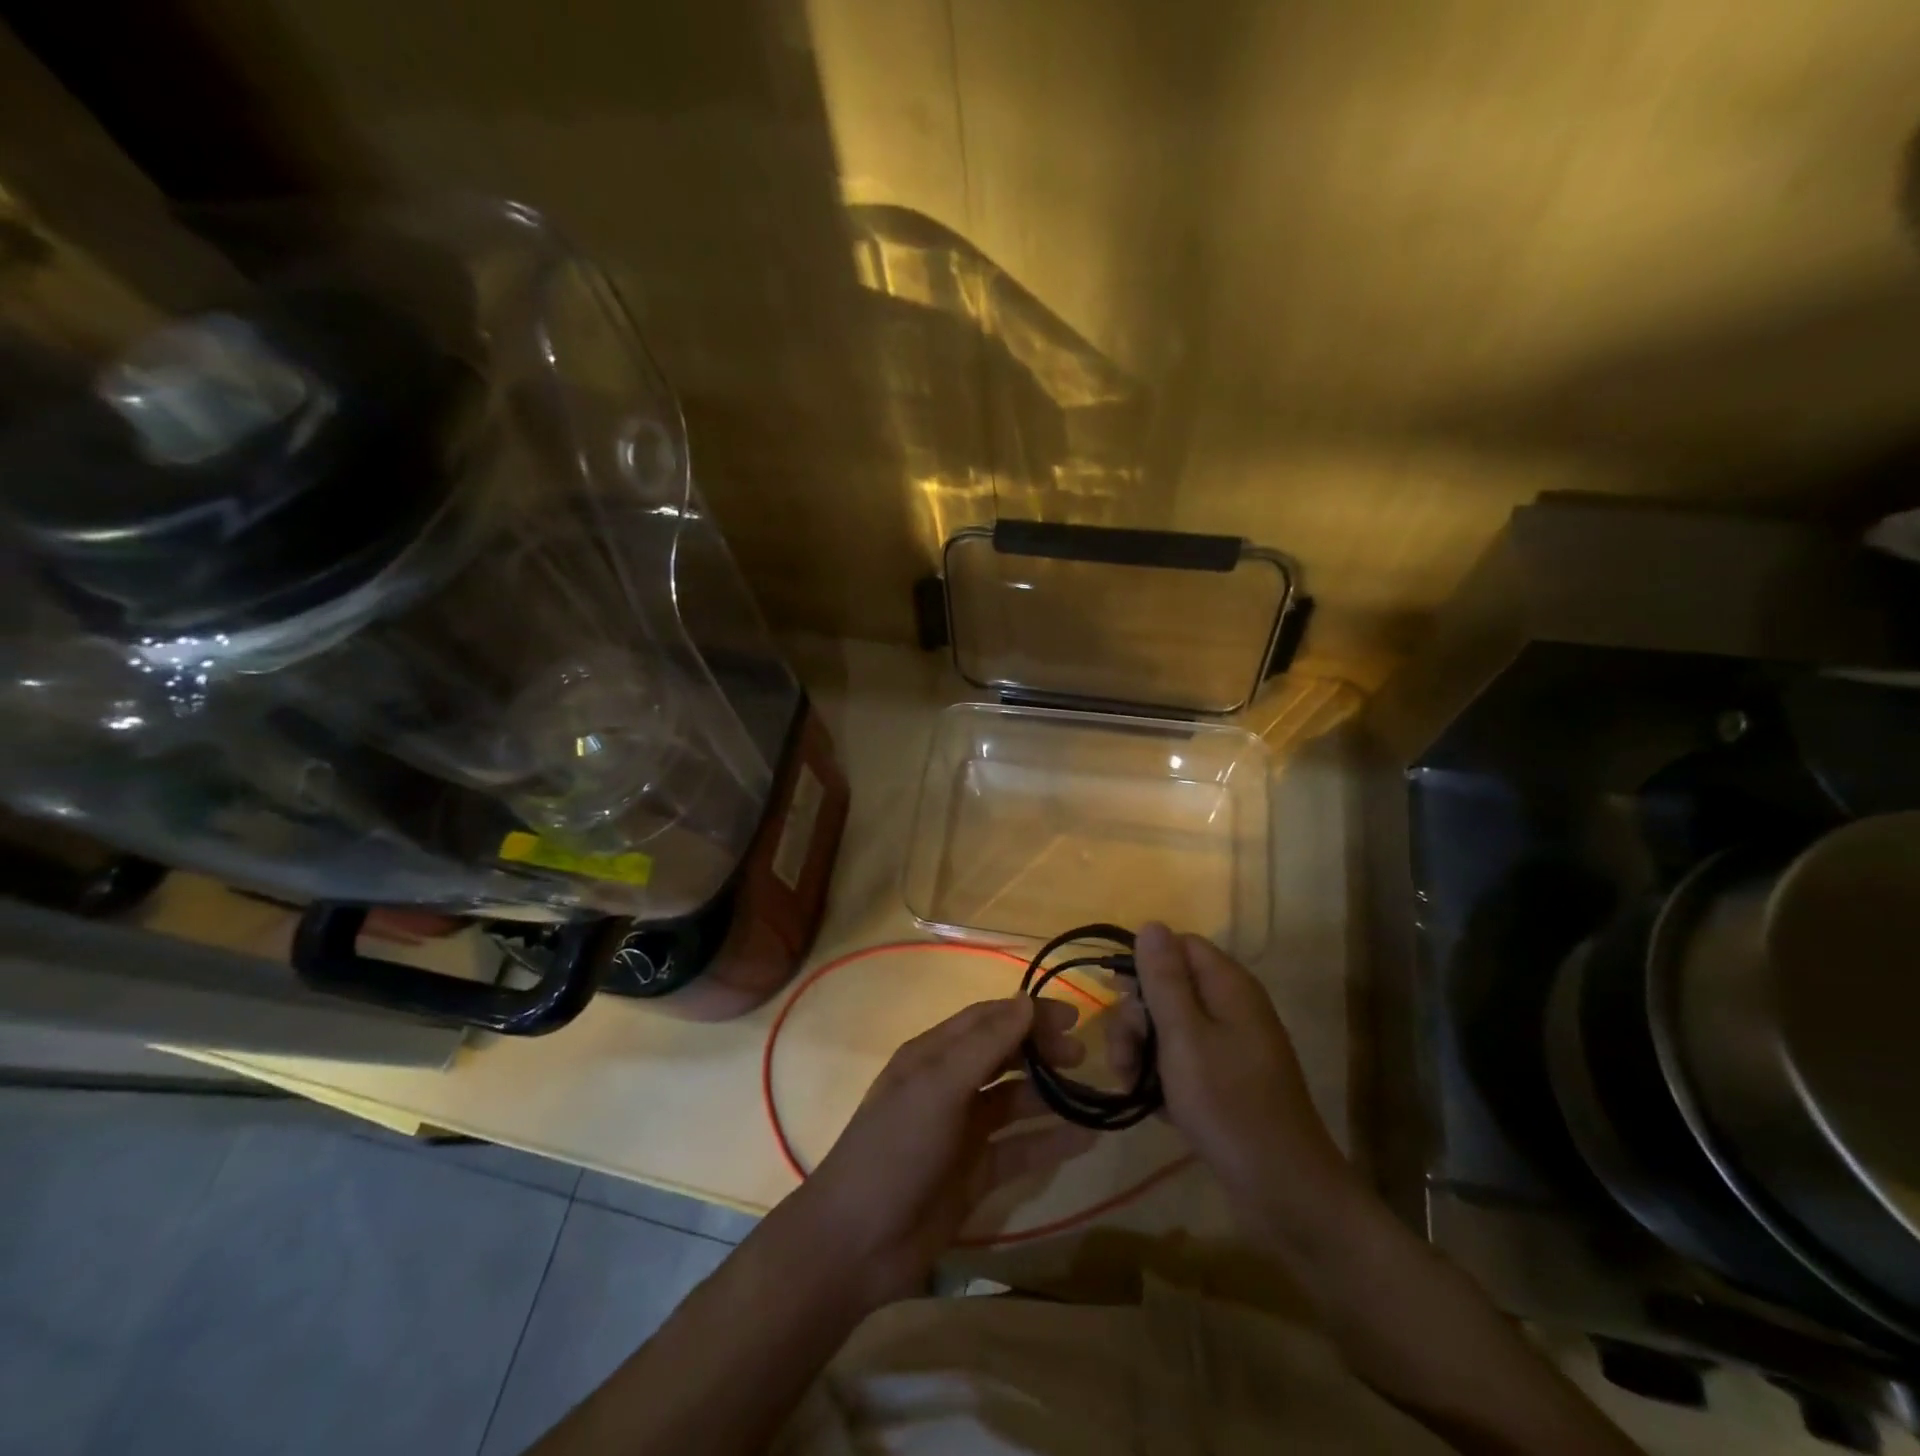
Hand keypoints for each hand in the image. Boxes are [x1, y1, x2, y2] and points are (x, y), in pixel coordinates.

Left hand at [789, 996, 1096, 1309]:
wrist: (857, 1242)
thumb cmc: (895, 1148)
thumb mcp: (938, 1088)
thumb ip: (984, 1045)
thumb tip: (1026, 1001)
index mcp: (933, 1055)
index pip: (987, 1019)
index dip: (1027, 1013)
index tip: (1072, 1017)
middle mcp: (949, 1085)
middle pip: (1003, 1055)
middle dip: (1041, 1050)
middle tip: (1082, 1056)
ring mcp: (963, 1130)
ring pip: (1014, 1101)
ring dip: (1049, 1094)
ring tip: (1091, 1095)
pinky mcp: (976, 1173)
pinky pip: (1020, 1148)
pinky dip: (1050, 1142)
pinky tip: (1084, 1139)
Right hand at [1112, 923, 1355, 1224]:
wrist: (1284, 1192)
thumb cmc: (1230, 1106)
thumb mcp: (1185, 1038)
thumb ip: (1164, 980)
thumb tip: (1151, 924)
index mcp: (1228, 986)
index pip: (1177, 946)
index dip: (1144, 966)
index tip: (1120, 999)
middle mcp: (1230, 1007)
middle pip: (1167, 987)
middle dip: (1136, 1018)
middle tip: (1125, 1058)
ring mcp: (1229, 1045)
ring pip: (1168, 1026)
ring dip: (1141, 1050)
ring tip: (1131, 1086)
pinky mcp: (1224, 1079)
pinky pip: (1180, 1059)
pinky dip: (1160, 1076)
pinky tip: (1151, 1103)